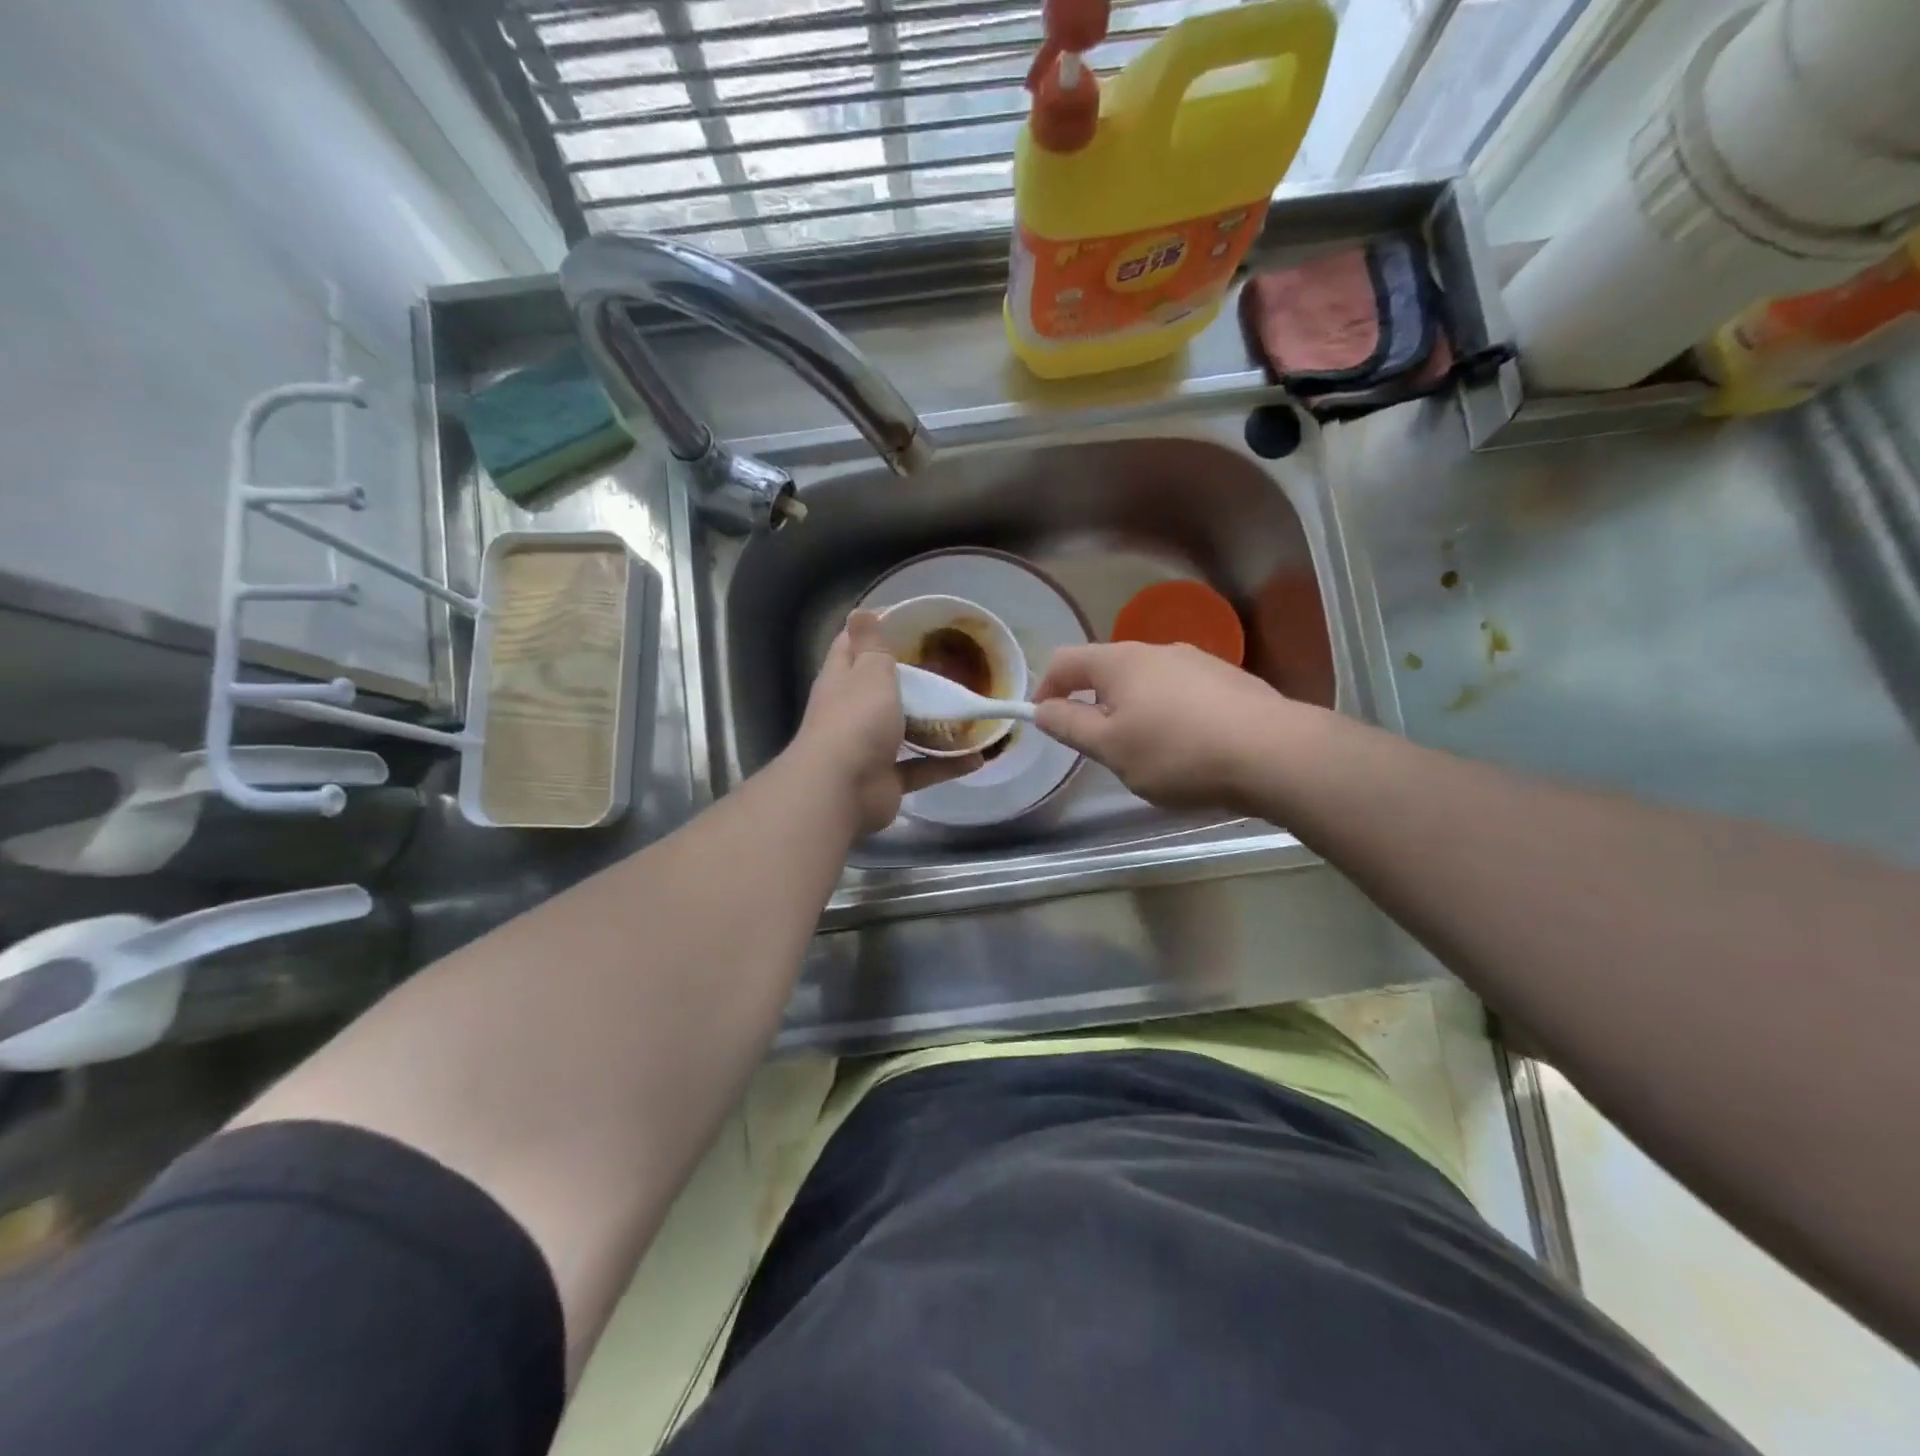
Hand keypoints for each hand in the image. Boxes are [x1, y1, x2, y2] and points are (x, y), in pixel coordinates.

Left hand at [792, 610, 982, 834]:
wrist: (841, 791)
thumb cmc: (856, 721)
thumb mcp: (869, 671)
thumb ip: (872, 644)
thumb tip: (860, 611)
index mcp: (842, 679)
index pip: (852, 645)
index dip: (876, 629)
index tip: (912, 620)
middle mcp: (852, 711)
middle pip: (881, 688)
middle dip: (913, 677)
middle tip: (952, 664)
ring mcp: (869, 747)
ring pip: (904, 729)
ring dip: (933, 723)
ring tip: (968, 709)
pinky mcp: (887, 779)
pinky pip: (922, 767)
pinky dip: (948, 764)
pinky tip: (978, 756)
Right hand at [1033, 641, 1312, 812]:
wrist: (1274, 754)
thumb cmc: (1178, 753)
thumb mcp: (1111, 748)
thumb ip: (1070, 726)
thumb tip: (1042, 709)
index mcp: (1120, 662)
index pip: (1065, 661)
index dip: (1045, 688)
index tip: (1044, 720)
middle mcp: (1156, 650)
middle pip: (1107, 669)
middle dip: (1092, 702)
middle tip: (1098, 745)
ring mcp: (1197, 661)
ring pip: (1146, 682)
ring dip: (1132, 709)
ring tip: (1147, 751)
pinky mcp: (1228, 679)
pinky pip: (1180, 692)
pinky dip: (1168, 713)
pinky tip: (1188, 746)